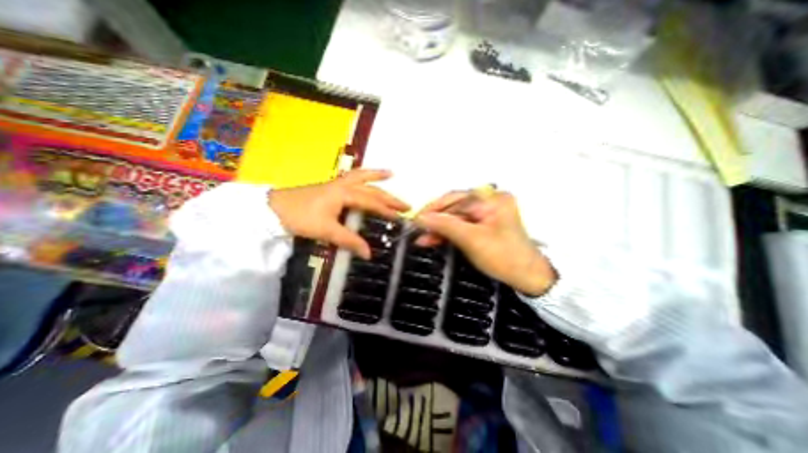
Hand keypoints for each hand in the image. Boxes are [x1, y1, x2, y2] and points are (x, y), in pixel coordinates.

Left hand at [270, 169, 410, 256]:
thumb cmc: (301, 217)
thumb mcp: (327, 230)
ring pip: (361, 176)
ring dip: (377, 175)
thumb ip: (349, 241)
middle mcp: (344, 185)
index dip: (387, 210)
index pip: (372, 202)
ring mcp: (337, 184)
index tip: (401, 218)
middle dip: (389, 196)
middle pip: (371, 189)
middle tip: (405, 203)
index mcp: (345, 194)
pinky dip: (363, 175)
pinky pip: (352, 177)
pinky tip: (365, 178)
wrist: (274, 208)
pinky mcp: (331, 186)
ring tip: (391, 174)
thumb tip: (369, 254)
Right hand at [413, 192, 559, 296]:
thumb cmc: (506, 258)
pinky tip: (435, 238)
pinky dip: (448, 232)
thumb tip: (421, 218)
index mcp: (493, 199)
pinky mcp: (484, 225)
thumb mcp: (471, 239)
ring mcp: (487, 213)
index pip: (455, 199)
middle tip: (418, 229)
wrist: (527, 278)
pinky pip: (461, 225)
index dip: (433, 209)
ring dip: (439, 228)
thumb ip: (445, 225)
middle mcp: (490, 202)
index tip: (417, 218)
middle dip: (435, 220)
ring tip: (423, 238)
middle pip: (454, 207)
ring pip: (455, 217)